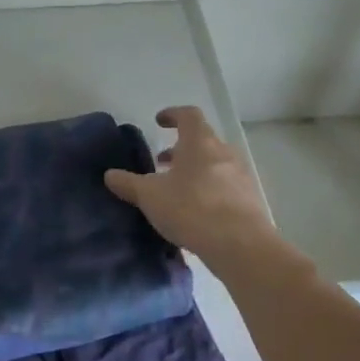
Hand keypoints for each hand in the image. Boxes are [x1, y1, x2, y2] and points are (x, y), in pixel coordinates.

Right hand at [104, 106, 279, 272]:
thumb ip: (128, 183)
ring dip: (194, 169)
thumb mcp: (150, 196)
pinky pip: (224, 186)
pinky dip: (208, 189)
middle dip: (180, 148)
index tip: (159, 121)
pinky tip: (195, 211)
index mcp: (199, 143)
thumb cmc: (191, 209)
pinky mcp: (249, 200)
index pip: (188, 115)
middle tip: (161, 162)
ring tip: (176, 189)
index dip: (172, 114)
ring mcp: (240, 176)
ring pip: (214, 164)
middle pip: (202, 140)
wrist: (241, 245)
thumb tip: (109, 175)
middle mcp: (223, 153)